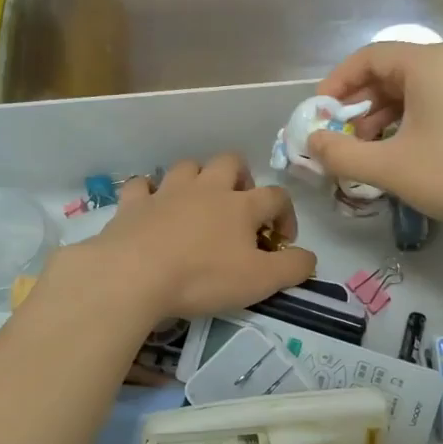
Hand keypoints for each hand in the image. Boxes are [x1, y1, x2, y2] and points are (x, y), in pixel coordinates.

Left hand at [58, 154, 315, 322]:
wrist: (134, 275)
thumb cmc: (203, 277)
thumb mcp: (260, 281)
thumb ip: (292, 268)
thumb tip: (309, 258)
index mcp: (240, 206)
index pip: (276, 196)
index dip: (286, 214)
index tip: (282, 240)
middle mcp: (206, 189)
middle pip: (230, 162)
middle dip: (242, 178)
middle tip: (241, 206)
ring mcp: (166, 192)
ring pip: (188, 166)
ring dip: (198, 179)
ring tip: (199, 203)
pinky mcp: (133, 204)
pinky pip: (141, 185)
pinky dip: (149, 192)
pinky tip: (151, 206)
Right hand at [307, 42, 442, 232]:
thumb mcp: (390, 168)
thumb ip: (342, 154)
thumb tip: (311, 142)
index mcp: (428, 63)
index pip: (369, 57)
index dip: (337, 83)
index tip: (318, 113)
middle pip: (390, 71)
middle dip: (358, 104)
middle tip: (339, 135)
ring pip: (411, 89)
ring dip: (381, 116)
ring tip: (364, 150)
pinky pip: (432, 101)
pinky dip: (406, 121)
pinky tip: (397, 151)